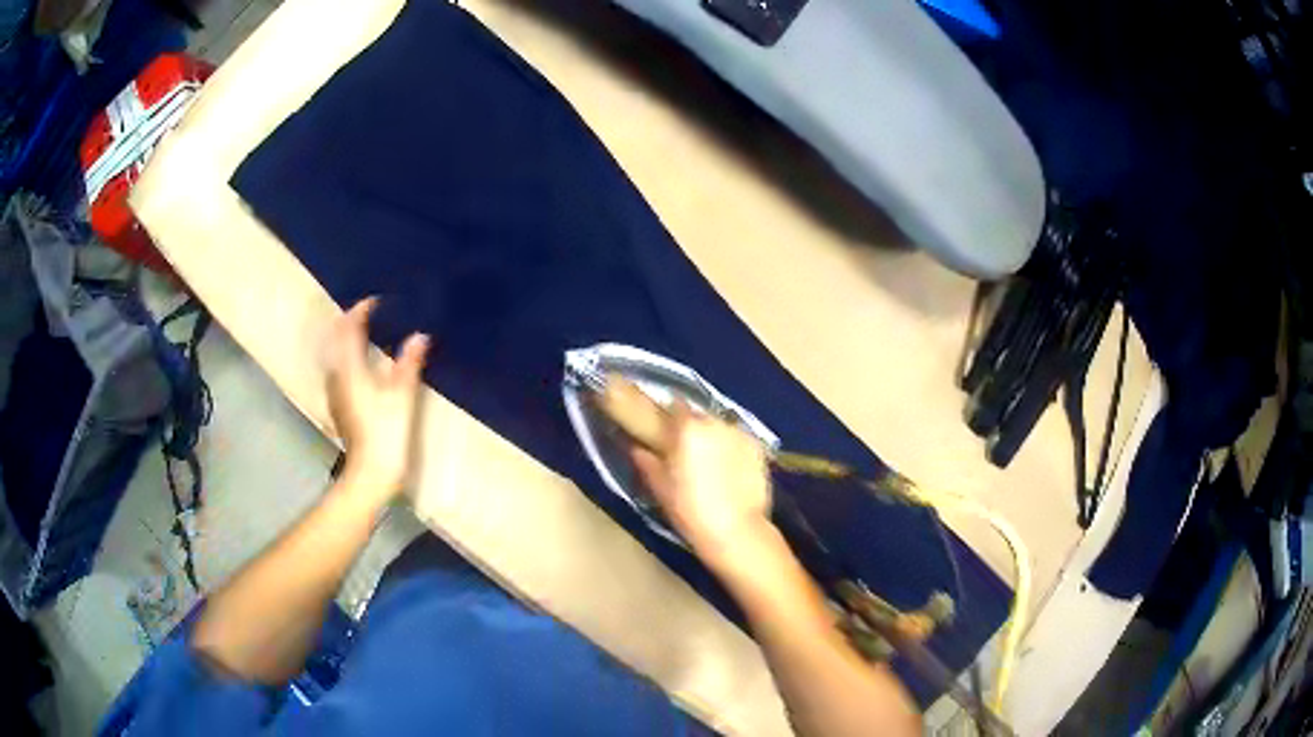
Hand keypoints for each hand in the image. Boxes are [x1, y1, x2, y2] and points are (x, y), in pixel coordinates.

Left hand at [324, 298, 429, 505]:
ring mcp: (336, 393)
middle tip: (370, 314)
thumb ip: (409, 362)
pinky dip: (349, 358)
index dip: (361, 311)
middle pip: (337, 339)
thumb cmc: (386, 431)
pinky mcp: (340, 407)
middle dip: (351, 323)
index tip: (376, 301)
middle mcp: (337, 375)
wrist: (370, 472)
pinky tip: (363, 365)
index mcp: (349, 367)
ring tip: (367, 335)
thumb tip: (419, 336)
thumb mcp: (402, 395)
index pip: (349, 328)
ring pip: (336, 355)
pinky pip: (340, 371)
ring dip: (348, 341)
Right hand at [631, 403, 772, 569]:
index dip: (668, 416)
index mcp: (687, 429)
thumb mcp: (661, 489)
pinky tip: (730, 469)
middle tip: (686, 450)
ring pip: (720, 427)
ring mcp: (740, 434)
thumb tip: (636, 449)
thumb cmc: (691, 511)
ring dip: (713, 437)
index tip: (663, 429)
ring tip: (710, 462)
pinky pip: (738, 440)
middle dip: (691, 428)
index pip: (674, 405)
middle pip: (699, 415)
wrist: (737, 531)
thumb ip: (647, 463)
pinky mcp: (759, 447)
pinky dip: (732, 448)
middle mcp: (715, 423)